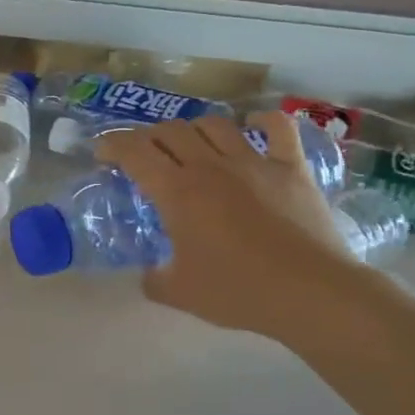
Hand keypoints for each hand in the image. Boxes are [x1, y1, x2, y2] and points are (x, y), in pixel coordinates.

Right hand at [96, 114, 365, 339]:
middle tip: (142, 155)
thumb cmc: (238, 291)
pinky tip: (251, 127)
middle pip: (170, 131)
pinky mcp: (291, 168)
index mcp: (178, 192)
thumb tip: (149, 272)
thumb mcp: (178, 293)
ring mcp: (254, 162)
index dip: (112, 145)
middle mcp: (211, 166)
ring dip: (193, 129)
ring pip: (214, 124)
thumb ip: (153, 277)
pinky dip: (260, 122)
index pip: (134, 152)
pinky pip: (276, 128)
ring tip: (189, 145)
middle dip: (147, 137)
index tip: (102, 153)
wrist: (312, 293)